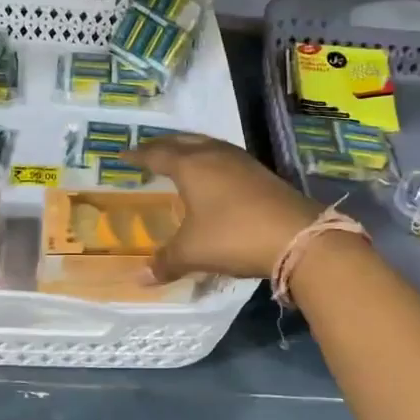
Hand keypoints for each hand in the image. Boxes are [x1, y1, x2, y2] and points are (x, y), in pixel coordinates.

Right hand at [128, 134, 319, 281]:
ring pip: (207, 145)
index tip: (123, 154)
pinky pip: (225, 156)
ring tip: (179, 158)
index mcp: (191, 166)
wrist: (296, 236)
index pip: (156, 154)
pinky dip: (209, 160)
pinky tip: (213, 175)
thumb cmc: (233, 236)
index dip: (138, 155)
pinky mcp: (261, 172)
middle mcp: (214, 155)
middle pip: (182, 141)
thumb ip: (165, 262)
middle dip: (163, 145)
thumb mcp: (192, 252)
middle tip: (148, 152)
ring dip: (189, 148)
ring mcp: (241, 161)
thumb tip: (139, 278)